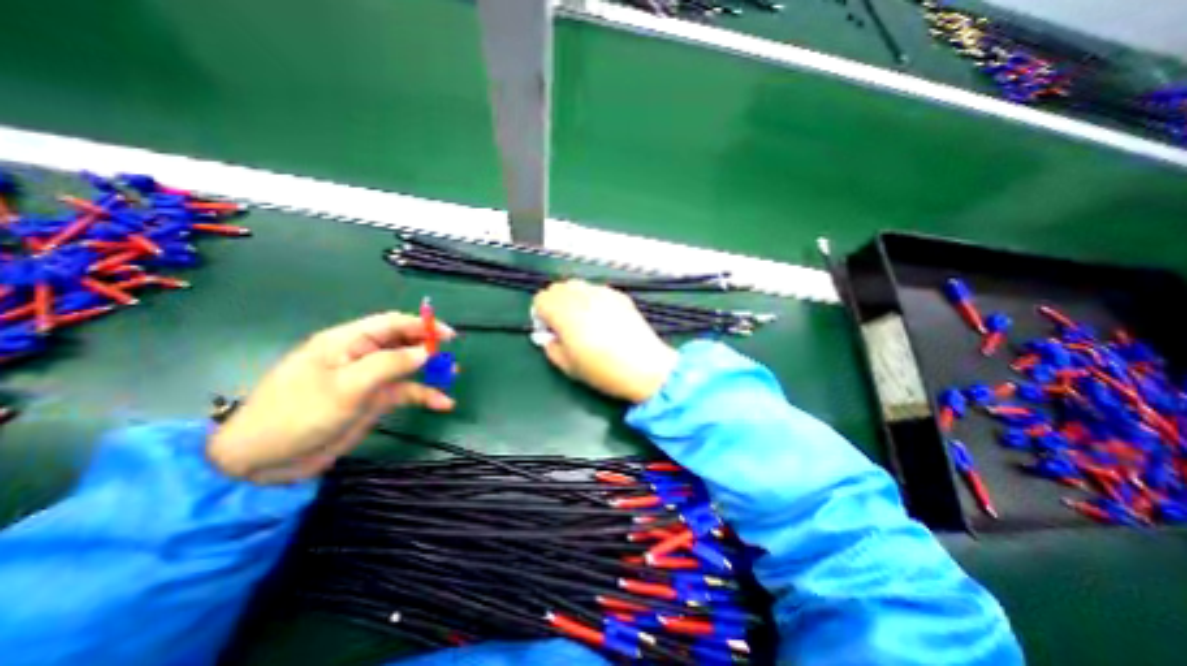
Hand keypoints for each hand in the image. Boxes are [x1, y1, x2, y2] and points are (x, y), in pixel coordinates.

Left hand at [205, 311, 453, 482]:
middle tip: (449, 357)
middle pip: (403, 343)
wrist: (265, 462)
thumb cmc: (299, 414)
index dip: (421, 325)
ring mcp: (369, 379)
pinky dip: (425, 395)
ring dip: (430, 370)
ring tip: (452, 374)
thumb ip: (389, 365)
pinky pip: (406, 392)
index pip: (391, 324)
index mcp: (347, 342)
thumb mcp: (346, 387)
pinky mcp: (374, 400)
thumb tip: (426, 352)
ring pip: (408, 367)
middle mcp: (361, 356)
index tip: (448, 335)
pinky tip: (443, 404)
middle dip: (428, 347)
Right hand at [536, 278, 675, 403]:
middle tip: (564, 325)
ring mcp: (602, 292)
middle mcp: (581, 296)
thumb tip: (548, 337)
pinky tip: (603, 318)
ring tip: (583, 319)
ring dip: (572, 299)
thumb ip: (551, 348)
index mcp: (564, 312)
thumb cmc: (602, 370)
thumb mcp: (568, 366)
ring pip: (577, 285)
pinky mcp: (619, 295)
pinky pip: (597, 290)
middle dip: (555, 304)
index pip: (541, 299)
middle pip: (557, 288)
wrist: (644, 366)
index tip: (550, 331)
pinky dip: (592, 299)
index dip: (541, 315)